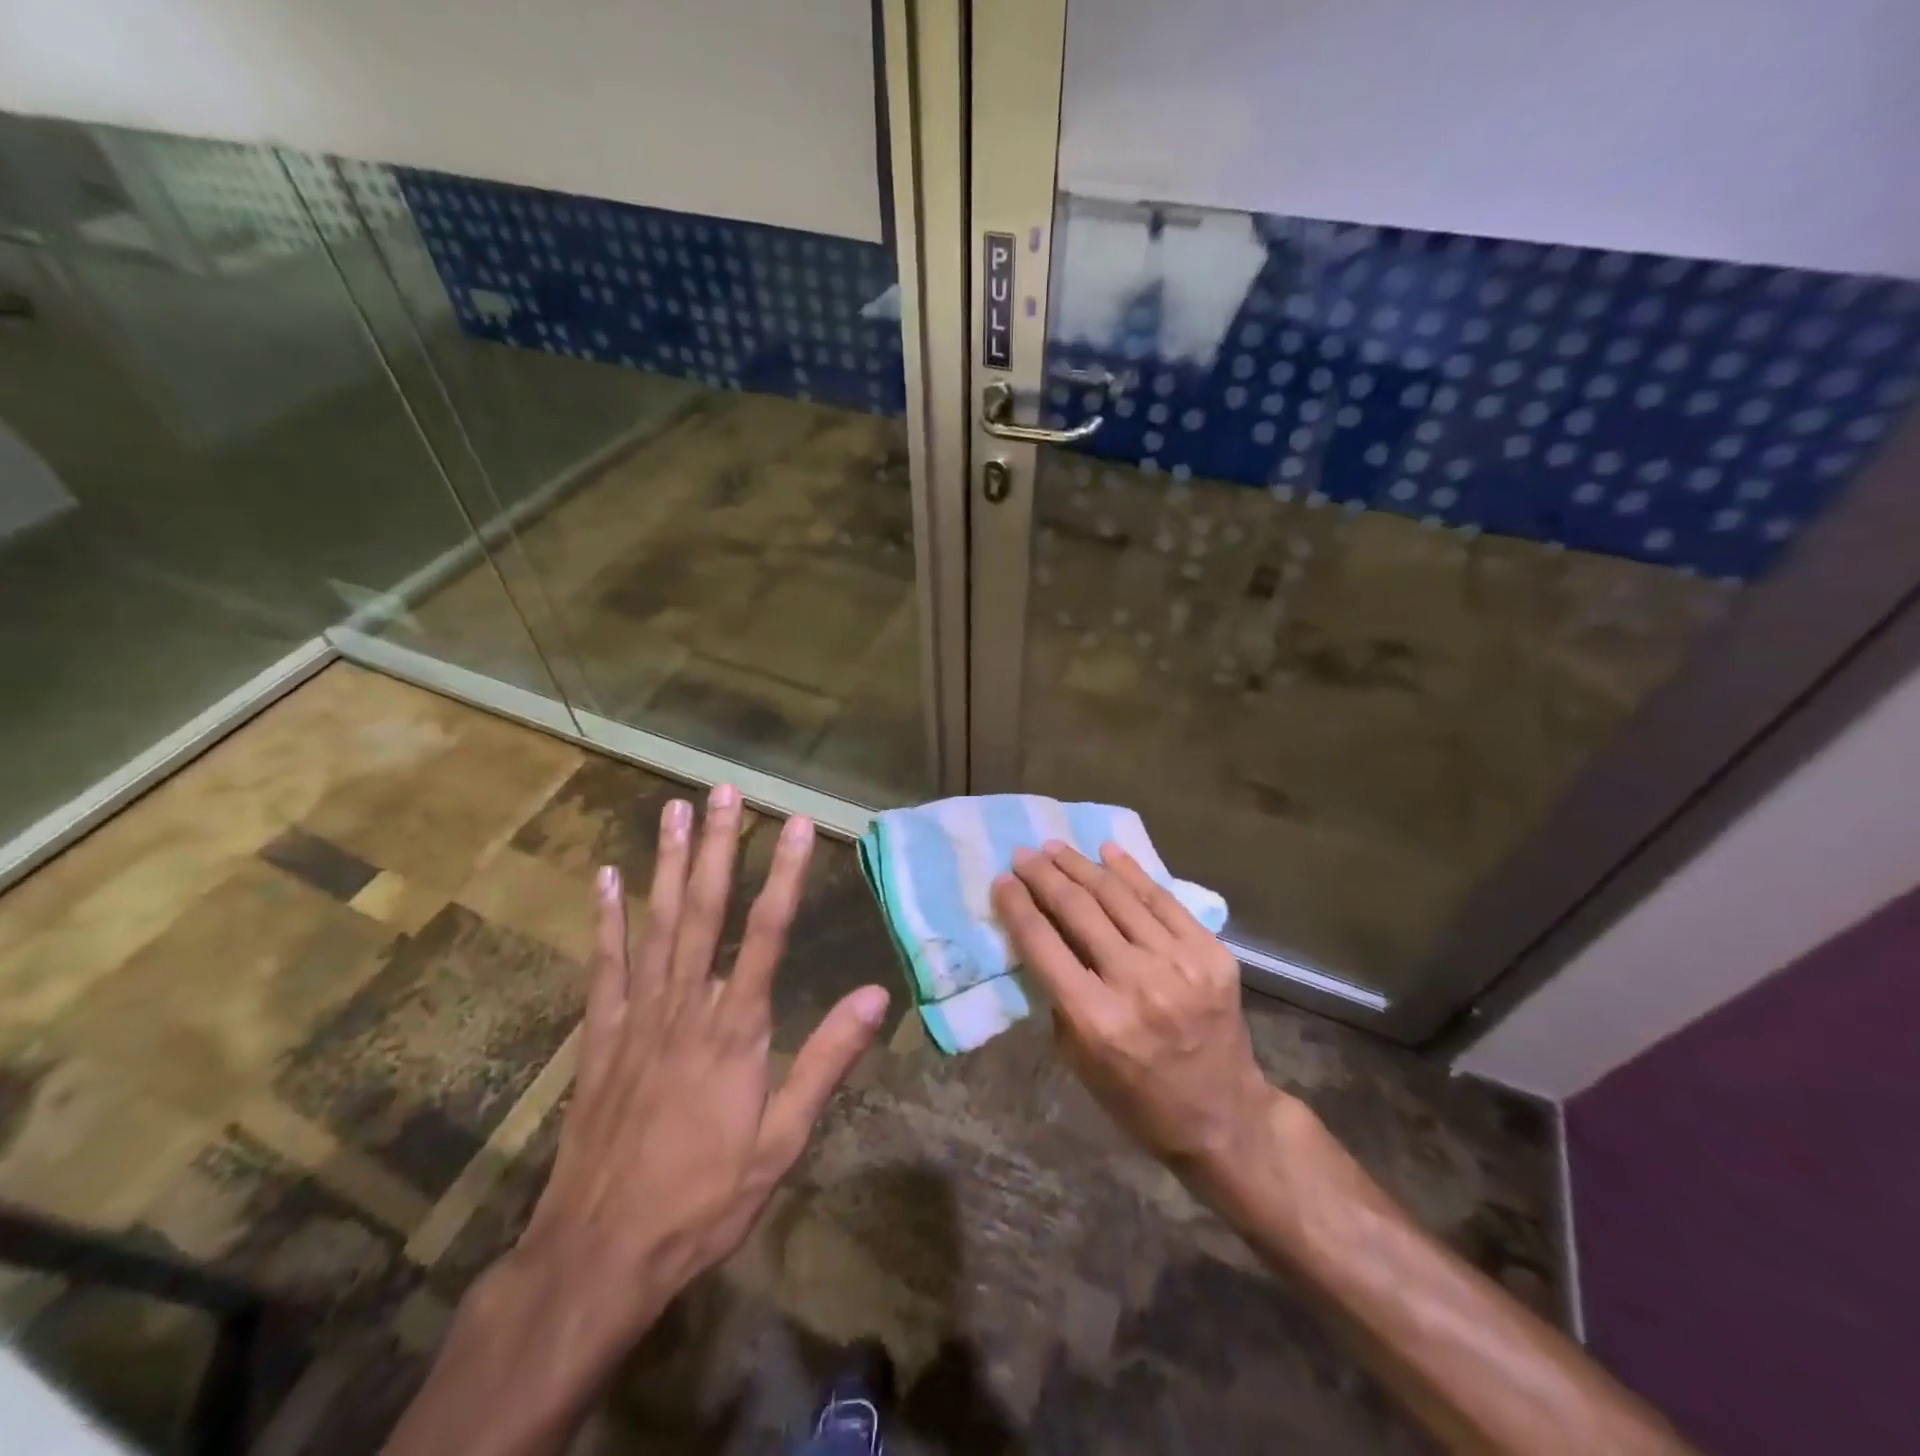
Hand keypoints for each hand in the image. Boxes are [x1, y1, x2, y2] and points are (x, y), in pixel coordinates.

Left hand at [510, 785, 890, 1366]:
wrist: (599, 1254)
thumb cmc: (704, 1199)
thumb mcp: (782, 1141)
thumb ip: (827, 1061)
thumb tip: (877, 995)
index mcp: (736, 1030)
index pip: (766, 933)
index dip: (785, 874)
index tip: (797, 825)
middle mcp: (685, 1007)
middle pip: (705, 911)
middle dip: (720, 846)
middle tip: (726, 791)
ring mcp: (636, 1017)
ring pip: (656, 924)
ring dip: (668, 863)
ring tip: (675, 810)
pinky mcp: (599, 1038)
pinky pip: (604, 966)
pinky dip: (605, 920)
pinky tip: (605, 879)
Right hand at [992, 841, 1280, 1184]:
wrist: (1224, 1117)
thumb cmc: (1137, 1098)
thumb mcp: (1078, 1058)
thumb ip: (1058, 995)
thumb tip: (1042, 935)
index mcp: (1096, 1019)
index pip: (1043, 944)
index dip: (1017, 906)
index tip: (1001, 880)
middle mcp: (1137, 983)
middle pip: (1078, 910)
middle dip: (1045, 876)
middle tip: (1024, 854)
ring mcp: (1181, 964)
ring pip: (1119, 896)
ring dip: (1082, 866)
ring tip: (1057, 848)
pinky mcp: (1212, 954)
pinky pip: (1163, 901)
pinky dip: (1132, 872)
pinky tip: (1108, 852)